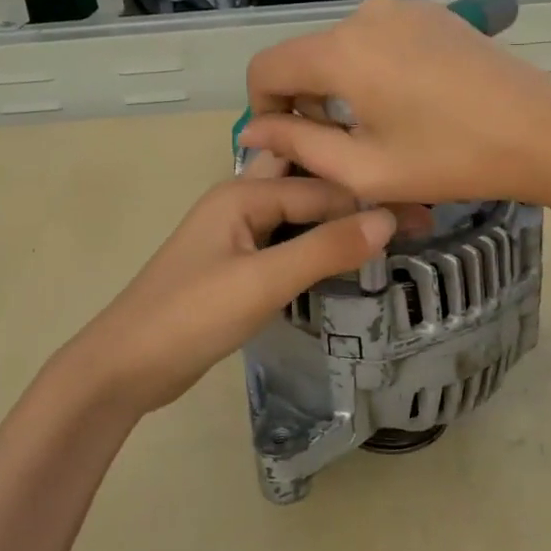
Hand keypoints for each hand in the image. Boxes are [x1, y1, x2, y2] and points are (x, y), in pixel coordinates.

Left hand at [47, 169, 395, 415]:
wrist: (125, 366)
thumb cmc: (191, 317)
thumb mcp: (262, 282)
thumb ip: (324, 248)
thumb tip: (388, 218)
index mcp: (242, 193)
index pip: (323, 186)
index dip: (373, 199)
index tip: (426, 213)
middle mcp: (240, 201)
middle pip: (308, 184)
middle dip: (355, 190)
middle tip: (409, 204)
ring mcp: (236, 233)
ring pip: (298, 212)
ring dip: (337, 215)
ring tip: (390, 224)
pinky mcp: (236, 264)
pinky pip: (286, 240)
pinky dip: (317, 241)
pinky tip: (344, 253)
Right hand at [240, 0, 550, 206]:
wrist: (541, 130)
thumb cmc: (450, 158)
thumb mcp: (365, 169)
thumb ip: (299, 146)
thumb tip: (254, 131)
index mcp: (341, 51)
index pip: (266, 68)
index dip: (262, 109)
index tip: (289, 145)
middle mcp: (364, 16)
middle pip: (305, 57)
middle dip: (305, 102)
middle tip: (339, 150)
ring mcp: (402, 9)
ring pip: (341, 49)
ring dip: (339, 88)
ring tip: (377, 130)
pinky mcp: (431, 14)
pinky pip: (377, 40)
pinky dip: (371, 71)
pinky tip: (407, 104)